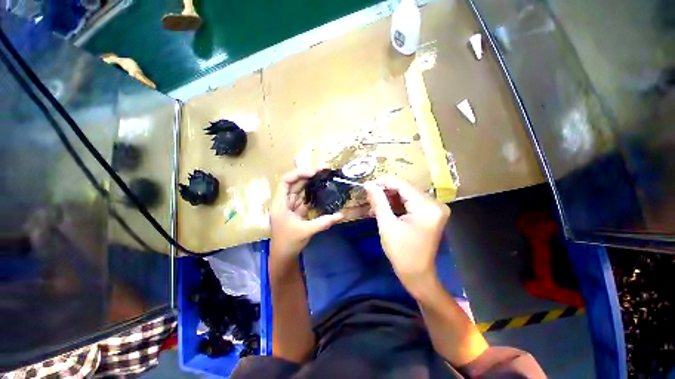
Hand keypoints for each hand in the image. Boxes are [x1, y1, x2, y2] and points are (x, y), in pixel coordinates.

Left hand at [270, 169, 343, 263]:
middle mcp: (284, 202)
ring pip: (300, 190)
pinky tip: (321, 190)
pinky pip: (304, 199)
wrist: (283, 256)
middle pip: (294, 183)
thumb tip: (341, 215)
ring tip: (323, 177)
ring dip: (311, 184)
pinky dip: (312, 194)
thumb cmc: (289, 243)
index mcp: (280, 204)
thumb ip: (324, 222)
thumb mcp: (307, 231)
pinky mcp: (296, 211)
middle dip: (308, 176)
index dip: (298, 174)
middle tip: (323, 171)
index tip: (313, 173)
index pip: (285, 181)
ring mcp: (290, 206)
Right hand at [364, 177, 449, 294]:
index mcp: (427, 208)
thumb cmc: (401, 253)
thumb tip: (368, 184)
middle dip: (386, 190)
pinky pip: (412, 201)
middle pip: (406, 188)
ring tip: (374, 203)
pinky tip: (385, 207)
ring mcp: (436, 208)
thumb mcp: (387, 225)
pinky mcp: (432, 212)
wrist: (418, 274)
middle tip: (369, 194)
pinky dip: (397, 203)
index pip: (403, 185)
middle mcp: (436, 204)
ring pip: (408, 193)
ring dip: (390, 196)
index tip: (367, 184)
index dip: (384, 182)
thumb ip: (378, 201)